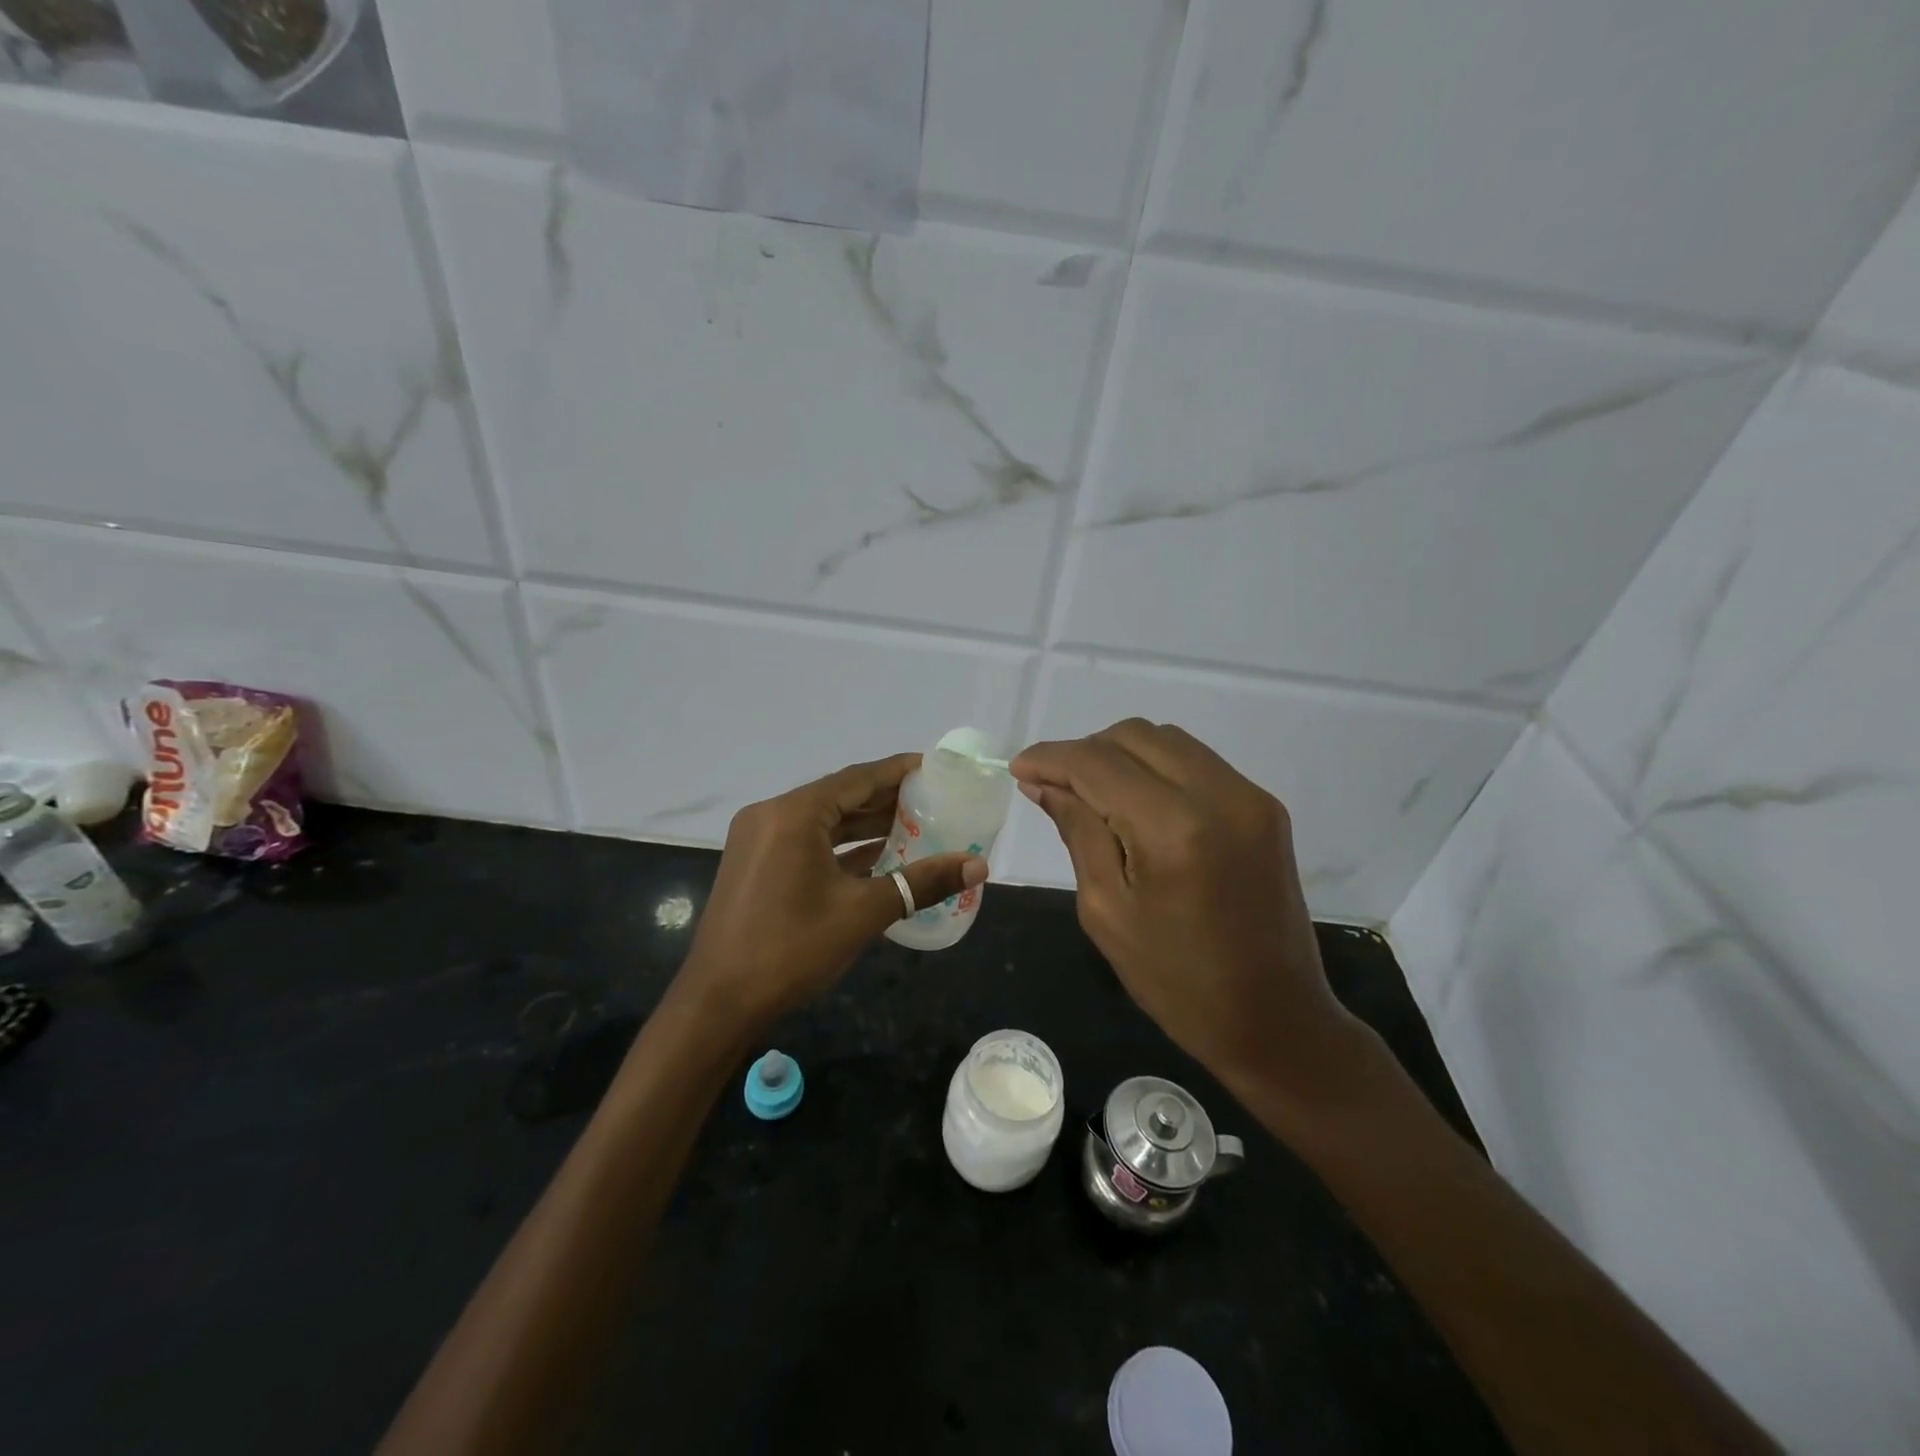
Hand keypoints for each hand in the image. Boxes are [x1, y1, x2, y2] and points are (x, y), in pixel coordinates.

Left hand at [676, 754, 987, 1026]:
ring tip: (915, 825)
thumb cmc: (791, 948)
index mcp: (794, 813)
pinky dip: (841, 847)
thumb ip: (922, 882)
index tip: (934, 769)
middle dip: (886, 799)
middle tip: (934, 801)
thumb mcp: (863, 912)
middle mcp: (772, 815)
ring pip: (824, 821)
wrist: (718, 1002)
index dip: (898, 772)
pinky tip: (878, 855)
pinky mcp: (756, 864)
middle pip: (840, 796)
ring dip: (866, 824)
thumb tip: (978, 867)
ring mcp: (759, 839)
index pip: (857, 778)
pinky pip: (807, 842)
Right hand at [1012, 720, 1358, 1097]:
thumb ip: (1077, 831)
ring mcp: (1250, 796)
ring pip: (1167, 740)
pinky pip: (1197, 762)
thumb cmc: (1176, 981)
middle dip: (1085, 751)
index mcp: (1174, 829)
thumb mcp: (1107, 910)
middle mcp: (1219, 795)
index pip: (1097, 763)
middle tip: (1054, 786)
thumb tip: (1043, 782)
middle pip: (1134, 736)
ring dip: (1121, 754)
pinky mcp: (1265, 807)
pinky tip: (1137, 803)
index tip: (1018, 767)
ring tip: (1092, 793)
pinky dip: (1157, 768)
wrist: (1274, 1018)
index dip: (1050, 757)